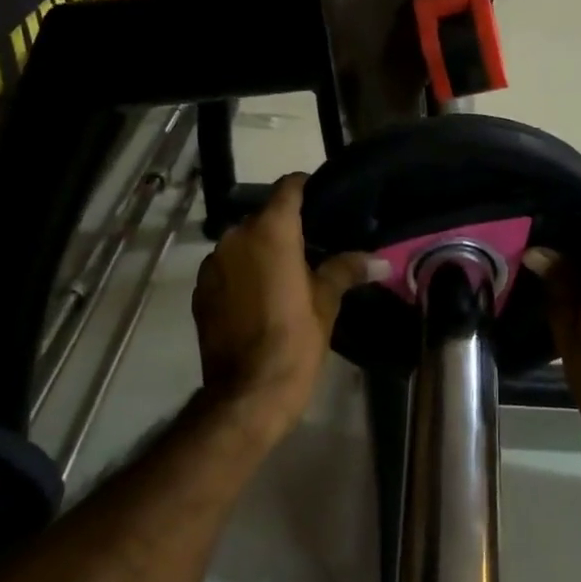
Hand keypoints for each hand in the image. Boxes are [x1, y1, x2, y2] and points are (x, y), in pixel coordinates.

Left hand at [191, 174, 369, 443]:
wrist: (247, 394)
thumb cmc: (294, 341)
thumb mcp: (326, 303)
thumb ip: (346, 270)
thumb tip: (380, 260)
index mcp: (271, 231)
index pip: (288, 187)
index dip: (306, 187)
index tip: (324, 198)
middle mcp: (235, 237)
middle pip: (264, 216)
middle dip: (286, 226)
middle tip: (313, 246)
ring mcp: (212, 264)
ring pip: (242, 243)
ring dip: (261, 250)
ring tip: (285, 274)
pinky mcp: (200, 291)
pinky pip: (226, 268)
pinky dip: (242, 273)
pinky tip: (259, 298)